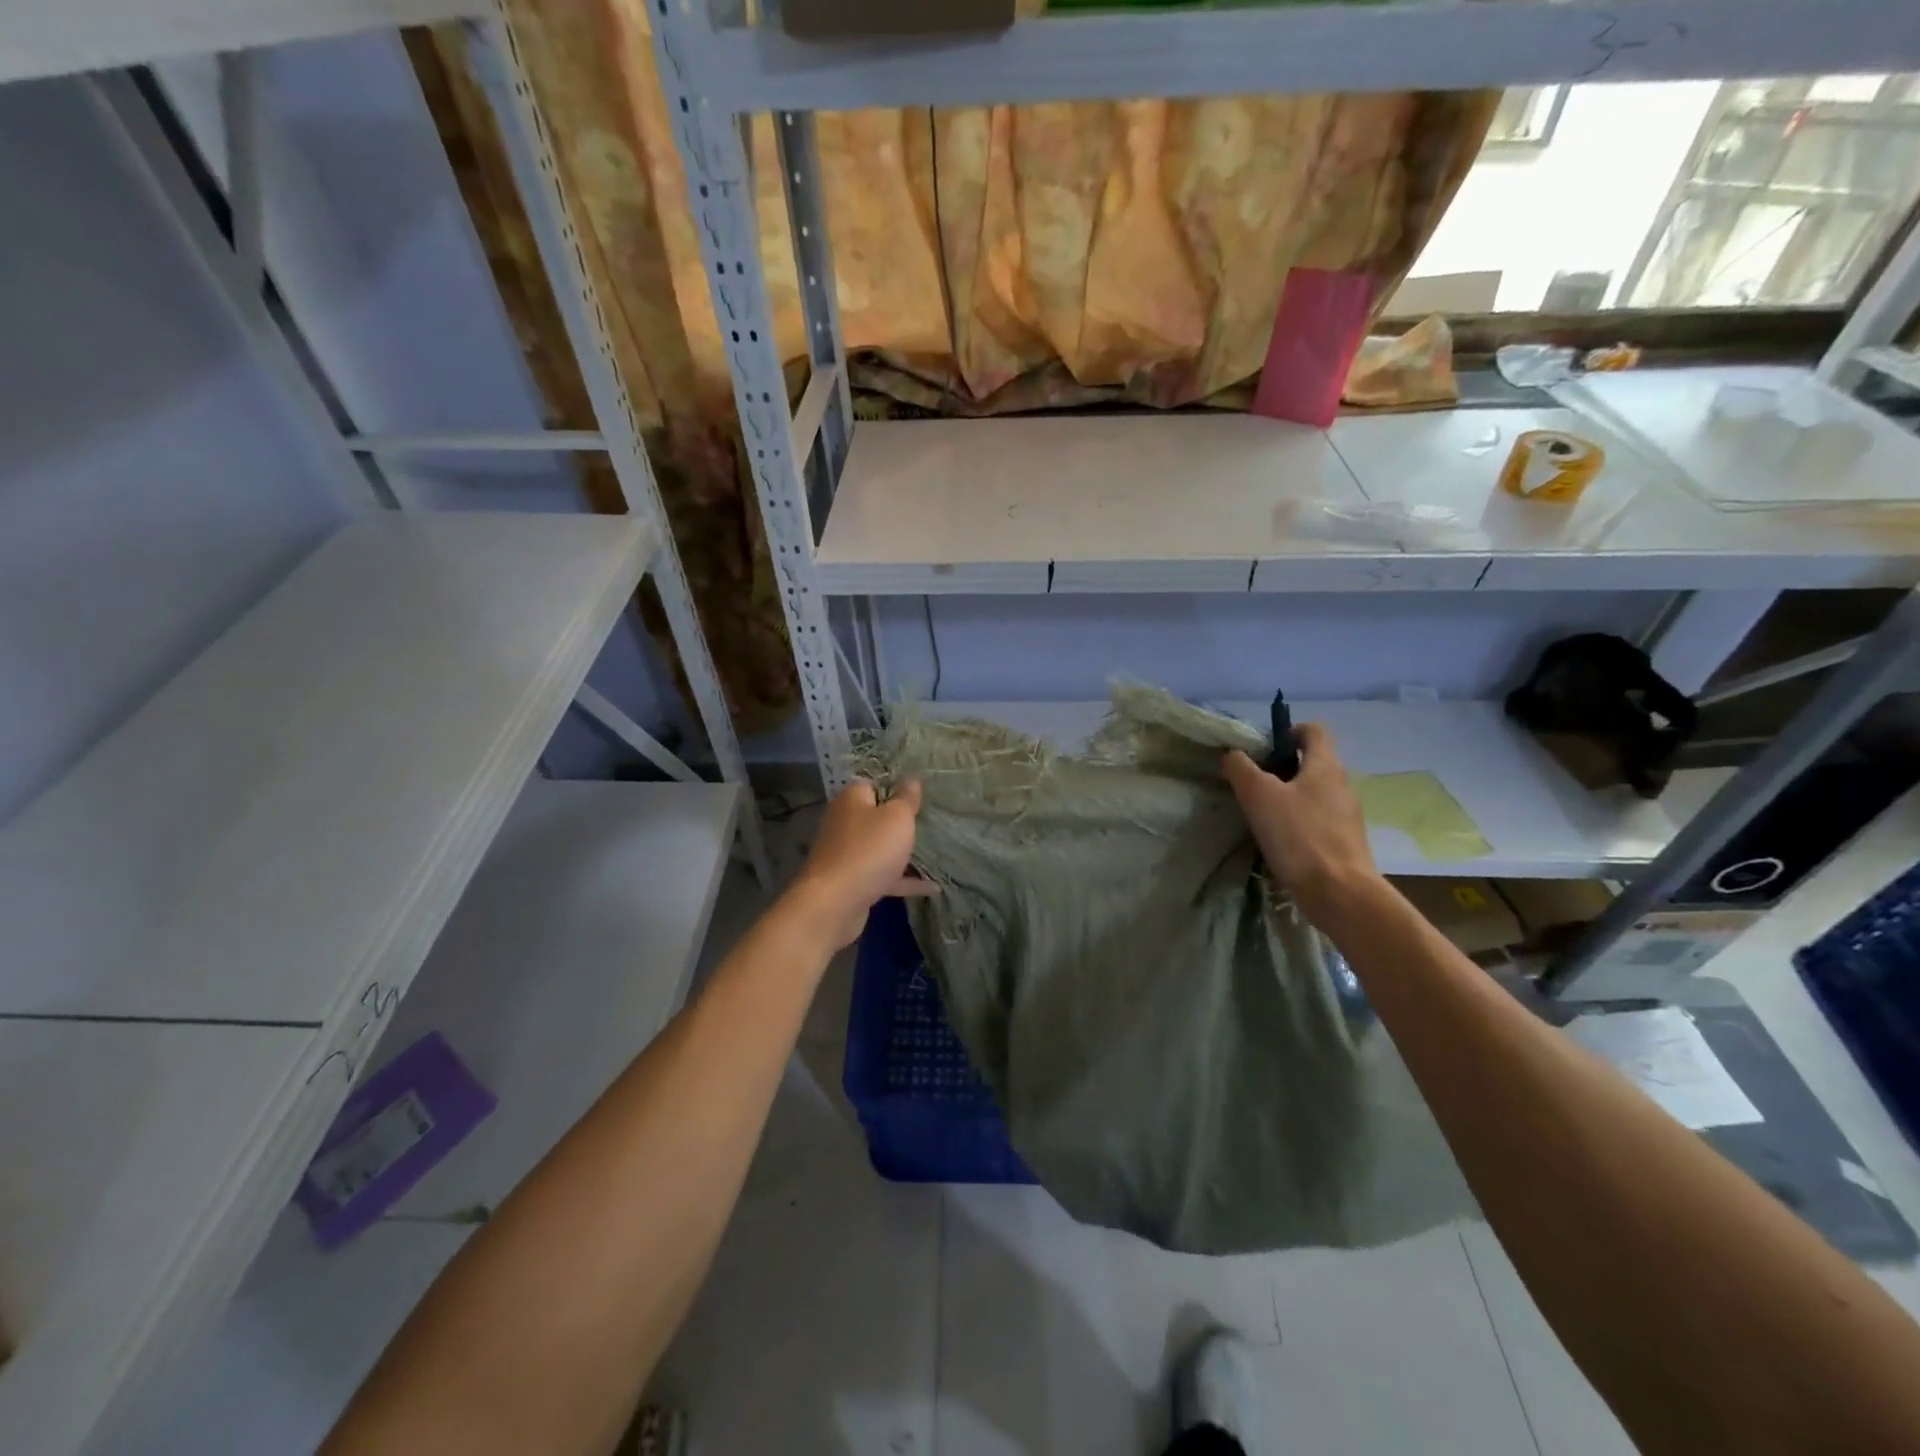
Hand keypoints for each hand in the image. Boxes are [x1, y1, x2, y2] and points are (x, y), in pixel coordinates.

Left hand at [787, 780, 937, 950]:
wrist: (835, 903)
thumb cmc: (869, 850)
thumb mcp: (897, 818)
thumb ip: (906, 798)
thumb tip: (911, 779)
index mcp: (852, 799)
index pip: (874, 785)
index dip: (897, 789)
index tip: (921, 798)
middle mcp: (844, 822)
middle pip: (876, 817)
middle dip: (900, 822)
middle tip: (929, 824)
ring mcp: (846, 854)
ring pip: (878, 847)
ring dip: (901, 852)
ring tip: (934, 854)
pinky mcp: (851, 881)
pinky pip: (882, 875)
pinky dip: (904, 880)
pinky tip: (932, 888)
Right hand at [1222, 725, 1379, 921]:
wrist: (1340, 892)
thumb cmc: (1299, 835)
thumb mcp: (1258, 796)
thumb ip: (1241, 769)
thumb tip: (1232, 755)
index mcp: (1325, 766)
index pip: (1313, 731)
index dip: (1289, 731)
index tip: (1265, 748)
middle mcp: (1341, 784)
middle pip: (1313, 762)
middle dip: (1282, 768)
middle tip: (1253, 783)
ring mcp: (1347, 815)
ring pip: (1314, 793)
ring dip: (1289, 796)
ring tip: (1262, 814)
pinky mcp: (1344, 841)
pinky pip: (1318, 819)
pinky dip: (1298, 822)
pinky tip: (1279, 841)